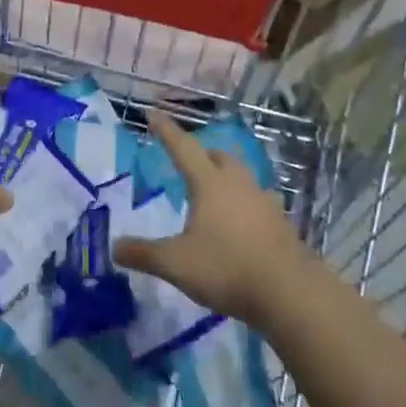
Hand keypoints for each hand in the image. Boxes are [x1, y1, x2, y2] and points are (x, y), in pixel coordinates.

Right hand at [113, 112, 309, 326]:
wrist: (290, 292)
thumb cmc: (227, 268)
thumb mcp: (176, 264)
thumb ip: (144, 254)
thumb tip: (114, 247)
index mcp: (209, 184)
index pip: (183, 148)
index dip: (166, 131)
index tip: (153, 114)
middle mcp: (238, 184)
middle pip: (219, 157)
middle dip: (201, 154)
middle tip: (187, 160)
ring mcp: (264, 202)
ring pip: (242, 176)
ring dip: (226, 176)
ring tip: (215, 189)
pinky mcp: (281, 223)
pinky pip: (258, 201)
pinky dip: (245, 202)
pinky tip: (243, 219)